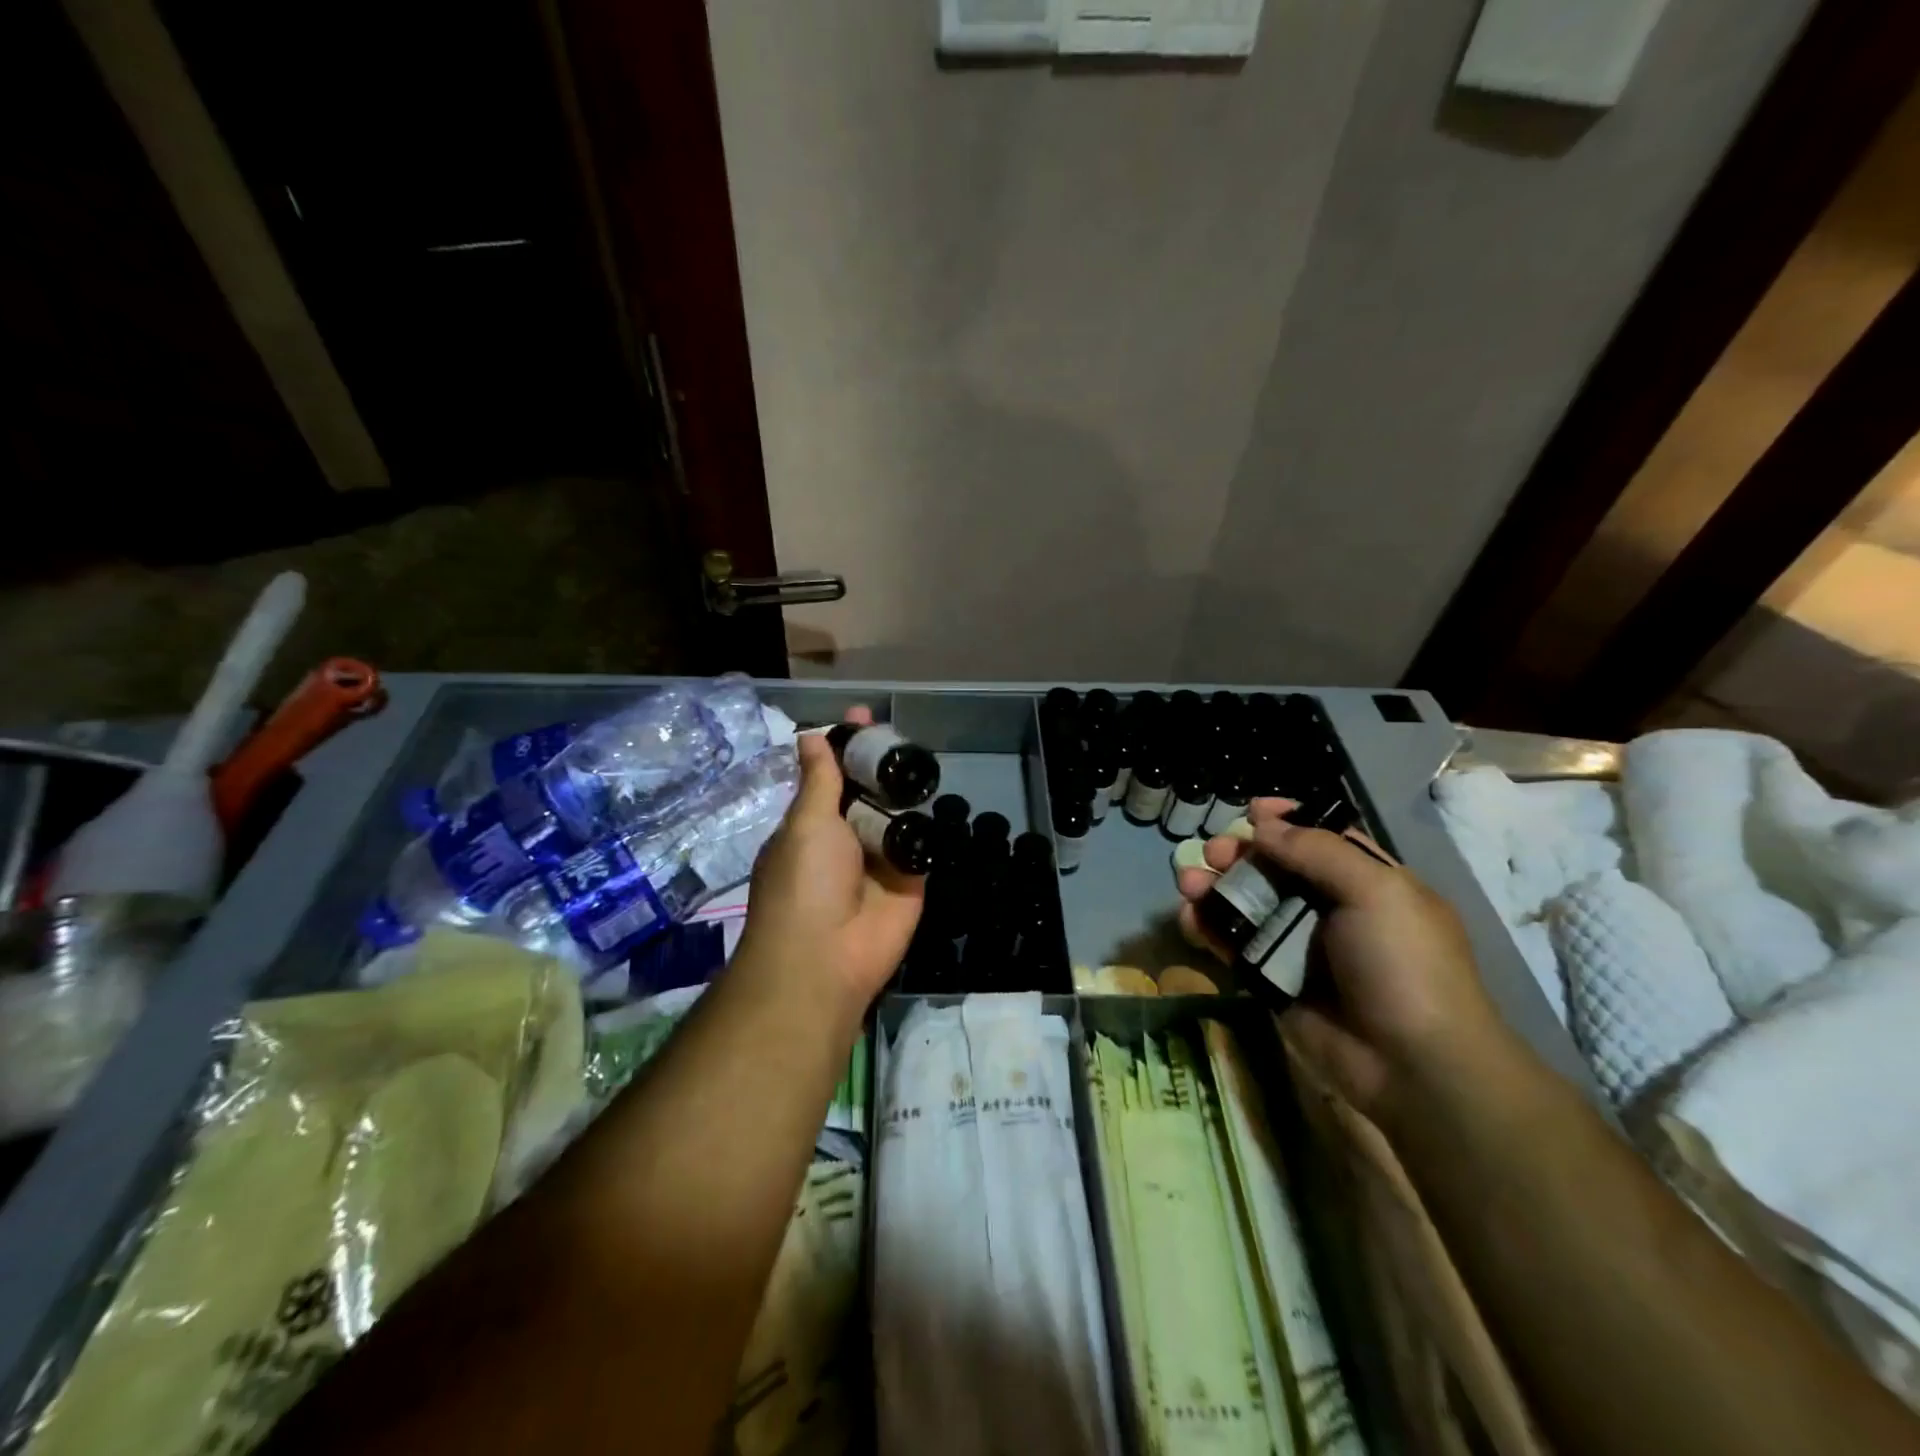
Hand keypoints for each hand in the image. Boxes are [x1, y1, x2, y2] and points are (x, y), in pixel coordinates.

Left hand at [732, 707, 924, 1011]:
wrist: (827, 957)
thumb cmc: (804, 882)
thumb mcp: (806, 822)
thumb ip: (818, 780)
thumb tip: (811, 735)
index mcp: (813, 825)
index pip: (832, 776)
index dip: (846, 747)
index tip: (862, 717)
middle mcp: (847, 838)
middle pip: (869, 792)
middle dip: (881, 764)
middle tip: (902, 735)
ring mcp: (880, 859)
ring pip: (898, 814)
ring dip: (906, 791)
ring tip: (922, 758)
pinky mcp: (911, 879)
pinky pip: (922, 843)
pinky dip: (927, 824)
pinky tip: (938, 793)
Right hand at [1175, 798, 1506, 1121]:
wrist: (1412, 1066)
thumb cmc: (1402, 964)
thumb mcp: (1375, 891)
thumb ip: (1316, 851)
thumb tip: (1263, 825)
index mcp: (1367, 881)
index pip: (1320, 837)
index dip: (1285, 820)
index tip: (1250, 810)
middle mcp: (1330, 908)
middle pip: (1273, 868)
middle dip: (1239, 854)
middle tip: (1213, 853)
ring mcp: (1298, 946)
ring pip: (1245, 905)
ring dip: (1213, 888)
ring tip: (1187, 881)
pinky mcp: (1271, 980)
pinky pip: (1231, 946)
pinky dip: (1206, 928)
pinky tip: (1187, 918)